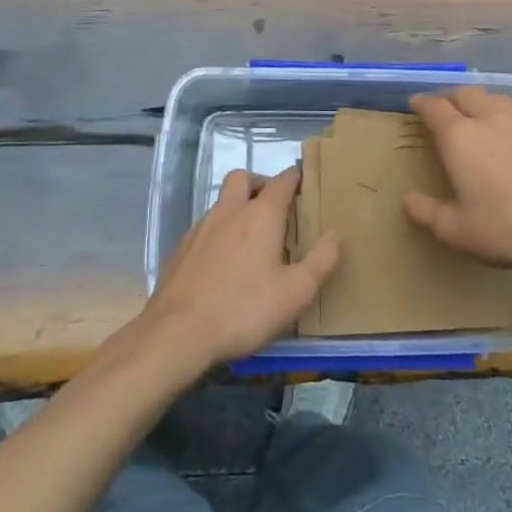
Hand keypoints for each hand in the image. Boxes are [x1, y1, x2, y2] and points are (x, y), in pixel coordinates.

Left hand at [141, 167, 340, 368]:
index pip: (282, 180)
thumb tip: (335, 235)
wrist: (176, 334)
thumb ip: (322, 261)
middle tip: (274, 208)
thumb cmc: (244, 309)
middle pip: (243, 178)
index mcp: (261, 214)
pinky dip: (218, 234)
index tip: (306, 182)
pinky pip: (204, 228)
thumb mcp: (296, 292)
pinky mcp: (180, 249)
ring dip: (237, 208)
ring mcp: (200, 228)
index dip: (296, 177)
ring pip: (221, 202)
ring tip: (251, 240)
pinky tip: (222, 265)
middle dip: (260, 185)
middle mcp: (229, 211)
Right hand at [405, 87, 511, 281]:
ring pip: (497, 99)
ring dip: (482, 102)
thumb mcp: (456, 230)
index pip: (435, 107)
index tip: (415, 103)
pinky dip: (509, 120)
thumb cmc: (505, 229)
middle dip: (451, 97)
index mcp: (461, 137)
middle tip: (444, 107)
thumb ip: (427, 212)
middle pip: (467, 94)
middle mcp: (491, 120)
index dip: (422, 103)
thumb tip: (408, 200)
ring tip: (479, 114)